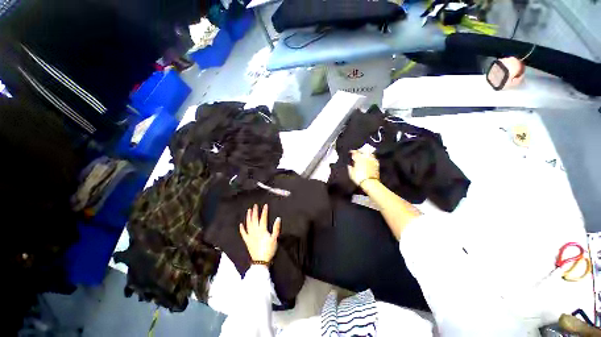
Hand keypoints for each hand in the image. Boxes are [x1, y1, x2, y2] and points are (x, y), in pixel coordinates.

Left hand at [239, 204, 280, 263]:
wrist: (261, 261)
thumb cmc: (269, 249)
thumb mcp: (275, 238)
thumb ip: (276, 228)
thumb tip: (278, 218)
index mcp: (262, 230)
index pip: (263, 218)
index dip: (264, 211)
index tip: (265, 205)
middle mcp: (255, 231)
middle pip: (254, 219)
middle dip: (255, 212)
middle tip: (255, 205)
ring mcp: (250, 236)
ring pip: (248, 224)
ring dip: (248, 217)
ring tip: (248, 211)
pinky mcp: (247, 241)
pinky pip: (243, 233)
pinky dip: (241, 229)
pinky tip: (241, 224)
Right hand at [347, 150, 379, 187]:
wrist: (370, 182)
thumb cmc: (359, 177)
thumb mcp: (351, 173)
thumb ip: (350, 168)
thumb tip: (349, 165)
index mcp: (358, 158)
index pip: (355, 152)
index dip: (352, 152)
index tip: (351, 152)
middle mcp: (366, 157)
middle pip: (363, 151)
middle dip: (360, 151)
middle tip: (358, 153)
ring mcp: (372, 160)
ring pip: (369, 153)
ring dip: (367, 153)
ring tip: (364, 156)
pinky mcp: (376, 164)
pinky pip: (374, 158)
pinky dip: (371, 158)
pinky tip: (369, 160)